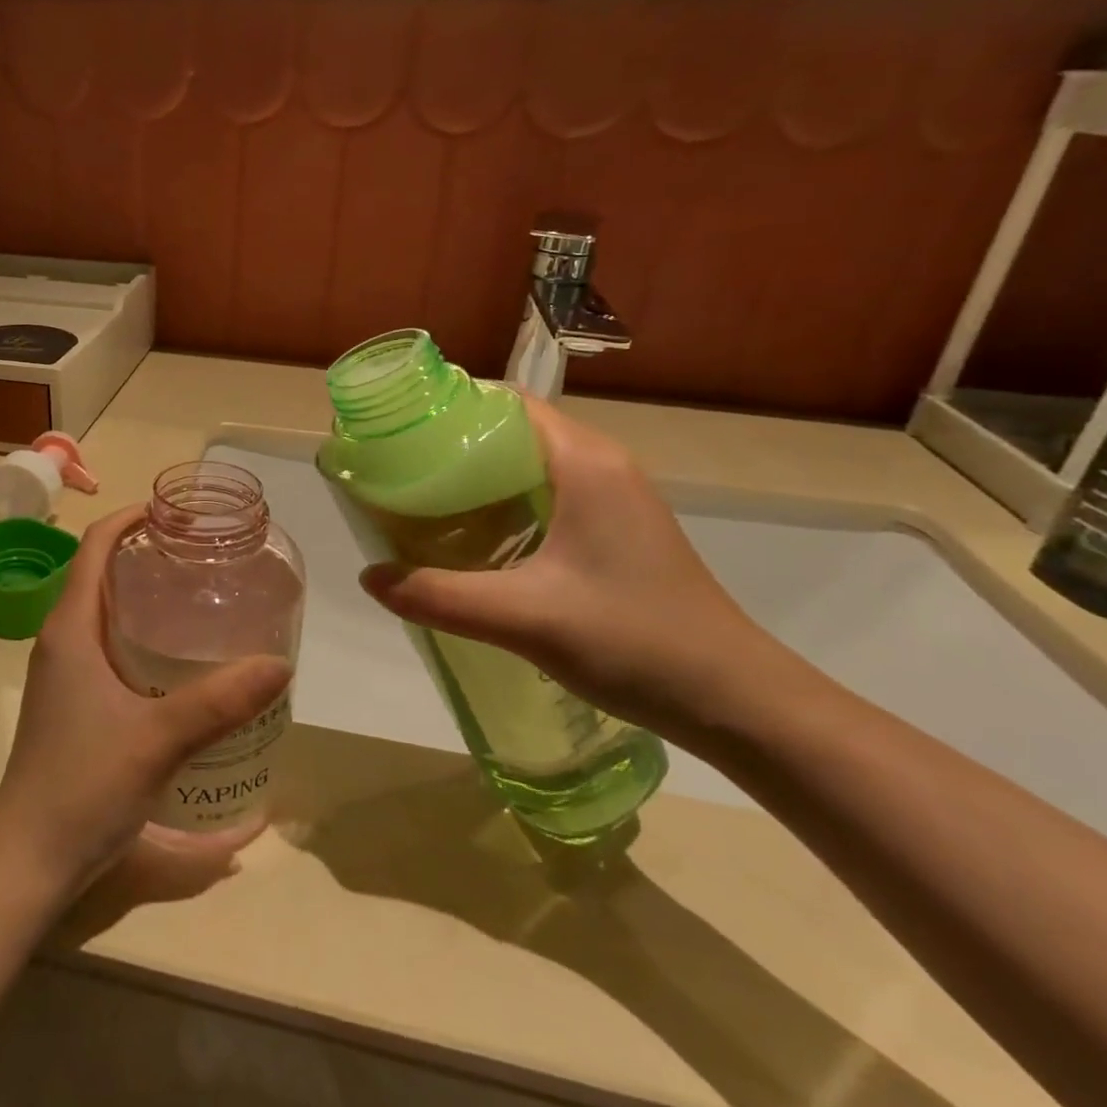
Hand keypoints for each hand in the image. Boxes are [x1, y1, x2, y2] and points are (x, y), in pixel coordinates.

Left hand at [0, 506, 292, 897]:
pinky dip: (140, 634)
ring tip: (200, 597)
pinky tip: (180, 659)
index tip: (176, 513)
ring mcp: (64, 673)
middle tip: (204, 556)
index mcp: (70, 629)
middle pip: (102, 574)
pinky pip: (107, 646)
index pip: (94, 547)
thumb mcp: (159, 739)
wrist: (28, 859)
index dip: (130, 517)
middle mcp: (62, 640)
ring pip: (105, 612)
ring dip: (144, 596)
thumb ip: (220, 701)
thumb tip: (279, 664)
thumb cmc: (82, 785)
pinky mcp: (72, 702)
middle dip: (148, 554)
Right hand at [359, 396, 781, 745]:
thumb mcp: (525, 617)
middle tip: (396, 472)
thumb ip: (440, 595)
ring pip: (529, 468)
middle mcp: (602, 468)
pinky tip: (472, 542)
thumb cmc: (636, 641)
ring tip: (420, 503)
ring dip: (477, 479)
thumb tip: (369, 578)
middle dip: (453, 447)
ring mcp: (614, 502)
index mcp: (585, 463)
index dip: (451, 408)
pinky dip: (503, 506)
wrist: (737, 703)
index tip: (398, 431)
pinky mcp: (616, 534)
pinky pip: (546, 499)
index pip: (508, 404)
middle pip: (513, 433)